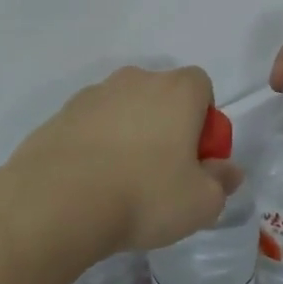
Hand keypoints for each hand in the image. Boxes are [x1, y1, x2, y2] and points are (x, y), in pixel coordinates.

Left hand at [7, 66, 243, 256]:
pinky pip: (90, 127)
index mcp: (177, 90)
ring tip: (121, 183)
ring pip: (124, 111)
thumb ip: (222, 182)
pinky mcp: (59, 116)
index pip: (202, 87)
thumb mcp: (201, 203)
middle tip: (163, 174)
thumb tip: (227, 171)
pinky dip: (95, 147)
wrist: (56, 203)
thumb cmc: (144, 195)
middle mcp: (135, 80)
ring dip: (129, 136)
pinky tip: (90, 184)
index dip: (205, 122)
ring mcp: (93, 95)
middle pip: (162, 97)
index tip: (196, 159)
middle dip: (167, 127)